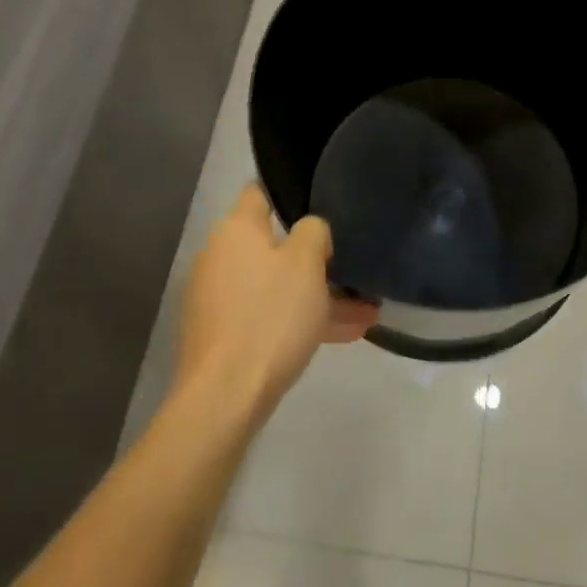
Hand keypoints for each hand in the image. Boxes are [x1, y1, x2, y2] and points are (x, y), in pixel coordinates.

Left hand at [176, 184, 379, 417]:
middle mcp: (221, 256)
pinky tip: (344, 335)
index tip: (325, 203)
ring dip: (318, 296)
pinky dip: (300, 320)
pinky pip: (269, 315)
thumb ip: (314, 232)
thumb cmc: (270, 316)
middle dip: (317, 259)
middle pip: (274, 245)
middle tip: (356, 269)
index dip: (293, 193)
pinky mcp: (223, 332)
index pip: (261, 192)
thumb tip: (310, 230)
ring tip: (367, 312)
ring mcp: (219, 297)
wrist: (225, 394)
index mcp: (236, 229)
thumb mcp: (306, 263)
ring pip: (277, 286)